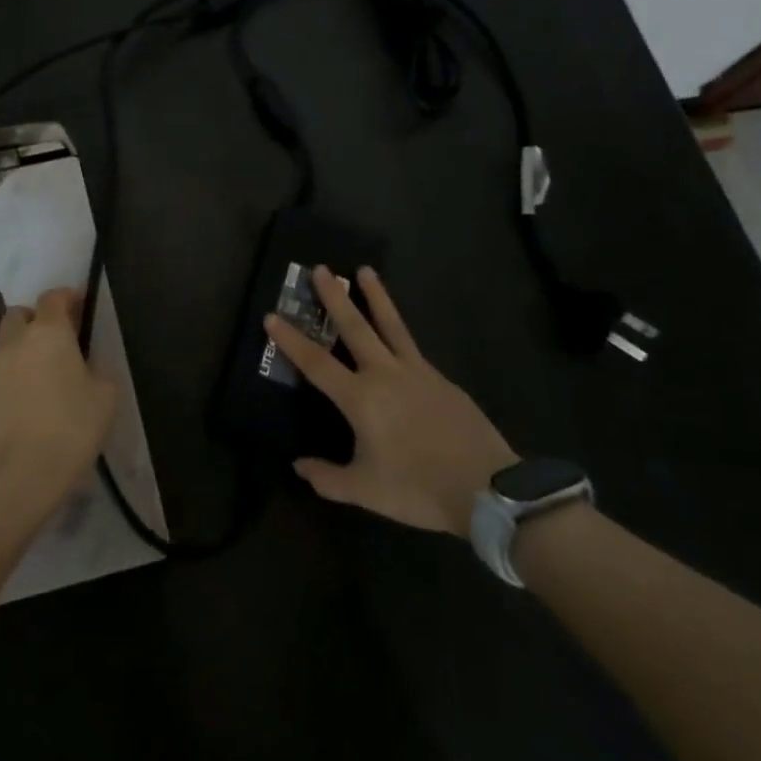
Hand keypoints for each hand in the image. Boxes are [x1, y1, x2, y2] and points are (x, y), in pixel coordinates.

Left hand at [0, 287, 115, 519]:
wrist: (18, 474)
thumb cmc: (71, 427)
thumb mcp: (105, 396)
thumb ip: (98, 371)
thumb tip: (88, 368)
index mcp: (48, 331)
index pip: (53, 297)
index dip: (68, 297)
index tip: (82, 305)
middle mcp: (15, 341)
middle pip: (20, 314)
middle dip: (37, 318)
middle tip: (59, 338)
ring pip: (6, 344)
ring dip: (23, 348)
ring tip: (44, 373)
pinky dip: (14, 376)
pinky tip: (29, 399)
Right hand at [266, 266, 515, 538]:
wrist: (488, 489)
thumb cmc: (418, 488)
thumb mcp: (365, 490)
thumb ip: (328, 478)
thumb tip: (299, 465)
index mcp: (360, 398)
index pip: (316, 362)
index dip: (291, 340)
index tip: (272, 315)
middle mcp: (385, 374)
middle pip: (354, 327)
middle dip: (334, 298)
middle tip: (320, 269)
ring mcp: (417, 372)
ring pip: (391, 325)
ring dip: (376, 296)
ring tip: (365, 270)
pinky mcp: (440, 379)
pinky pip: (412, 346)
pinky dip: (399, 329)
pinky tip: (396, 330)